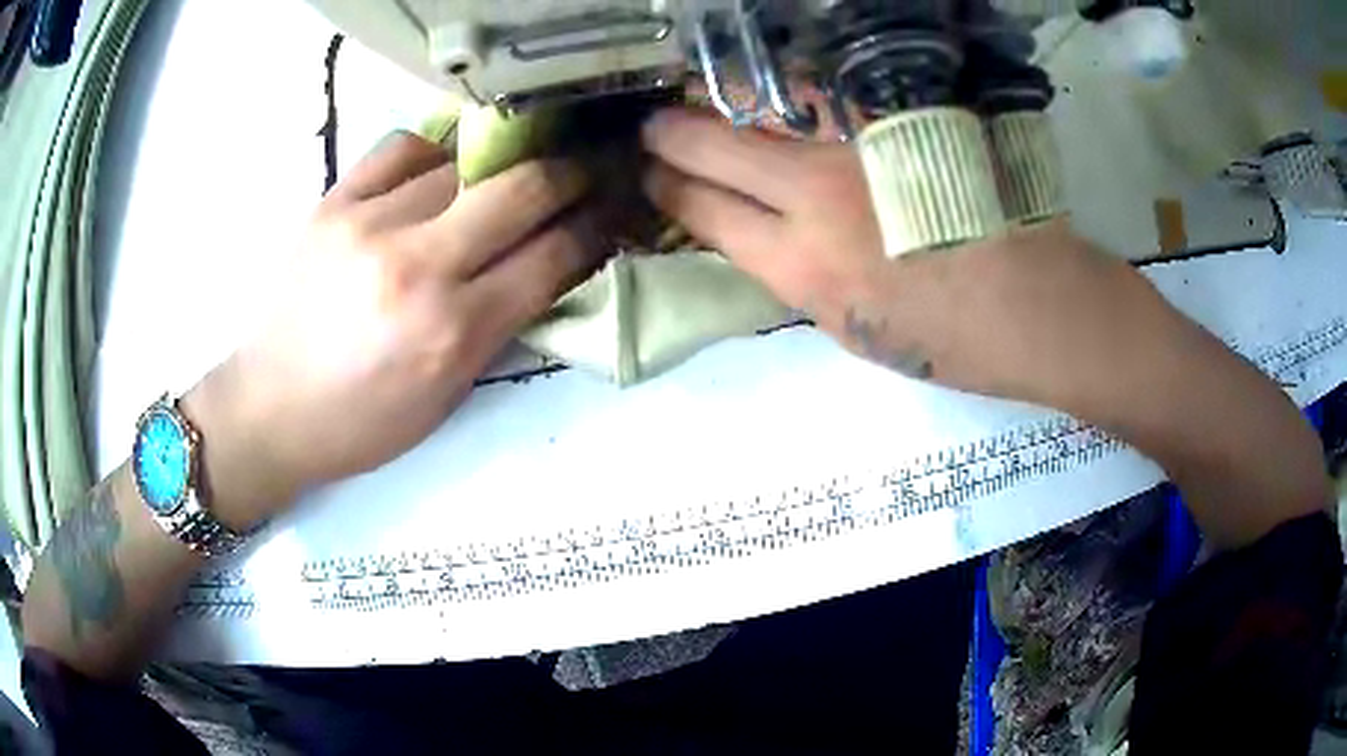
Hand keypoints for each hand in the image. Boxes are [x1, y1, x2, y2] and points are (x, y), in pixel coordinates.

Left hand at [186, 133, 598, 527]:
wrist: (270, 408)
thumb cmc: (362, 422)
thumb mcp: (447, 396)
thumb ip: (501, 326)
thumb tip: (548, 265)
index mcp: (453, 332)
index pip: (552, 257)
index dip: (594, 227)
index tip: (611, 211)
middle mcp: (419, 266)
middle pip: (522, 189)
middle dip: (569, 175)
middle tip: (582, 172)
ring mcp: (370, 224)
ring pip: (464, 161)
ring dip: (498, 168)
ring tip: (500, 179)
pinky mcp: (333, 202)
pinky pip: (402, 147)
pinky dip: (432, 153)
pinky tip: (435, 172)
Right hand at [639, 108, 1169, 405]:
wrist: (1036, 305)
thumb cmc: (949, 342)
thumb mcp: (852, 329)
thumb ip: (796, 271)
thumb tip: (760, 229)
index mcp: (802, 268)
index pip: (702, 211)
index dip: (665, 189)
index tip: (650, 177)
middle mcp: (817, 197)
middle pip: (712, 146)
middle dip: (669, 135)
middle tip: (653, 127)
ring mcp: (860, 149)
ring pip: (765, 103)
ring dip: (726, 101)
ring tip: (712, 103)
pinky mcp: (899, 124)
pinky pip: (825, 95)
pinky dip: (792, 94)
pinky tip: (784, 97)